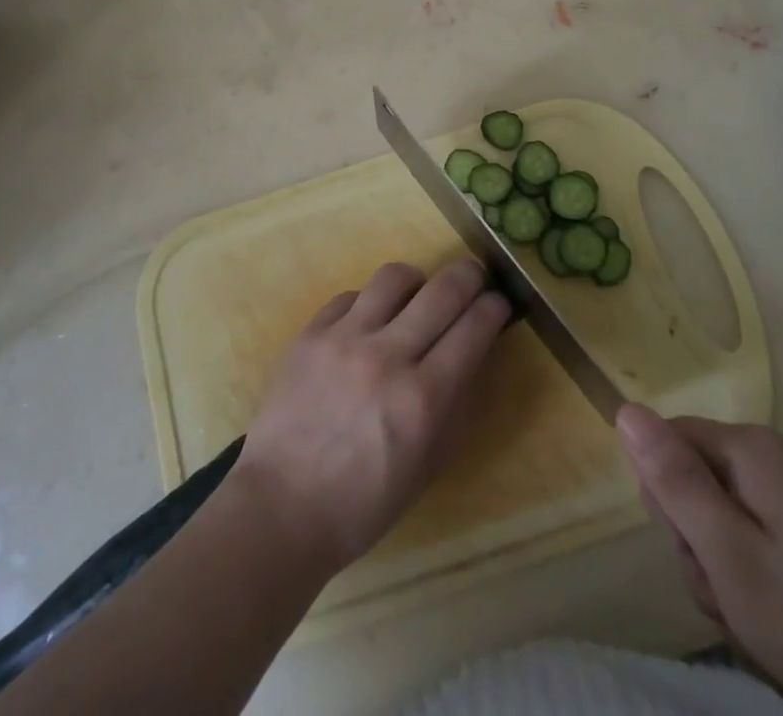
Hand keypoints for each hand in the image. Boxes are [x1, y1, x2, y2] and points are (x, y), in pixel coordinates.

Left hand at [232, 261, 509, 572]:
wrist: (283, 505)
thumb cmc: (365, 502)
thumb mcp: (430, 465)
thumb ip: (456, 404)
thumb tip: (473, 352)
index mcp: (423, 399)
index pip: (473, 330)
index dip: (494, 309)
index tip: (499, 303)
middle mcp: (388, 356)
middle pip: (442, 290)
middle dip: (469, 276)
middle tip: (474, 278)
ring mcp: (345, 338)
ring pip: (394, 277)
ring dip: (417, 281)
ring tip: (418, 295)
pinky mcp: (311, 332)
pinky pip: (350, 296)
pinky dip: (369, 303)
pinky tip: (369, 322)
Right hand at [617, 409, 782, 715]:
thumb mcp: (732, 560)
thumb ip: (674, 482)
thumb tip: (624, 408)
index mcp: (748, 449)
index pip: (664, 444)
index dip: (666, 503)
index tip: (699, 557)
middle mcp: (774, 455)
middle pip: (696, 479)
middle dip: (700, 543)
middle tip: (736, 599)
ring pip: (728, 516)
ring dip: (730, 571)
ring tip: (766, 622)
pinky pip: (764, 537)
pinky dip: (763, 580)